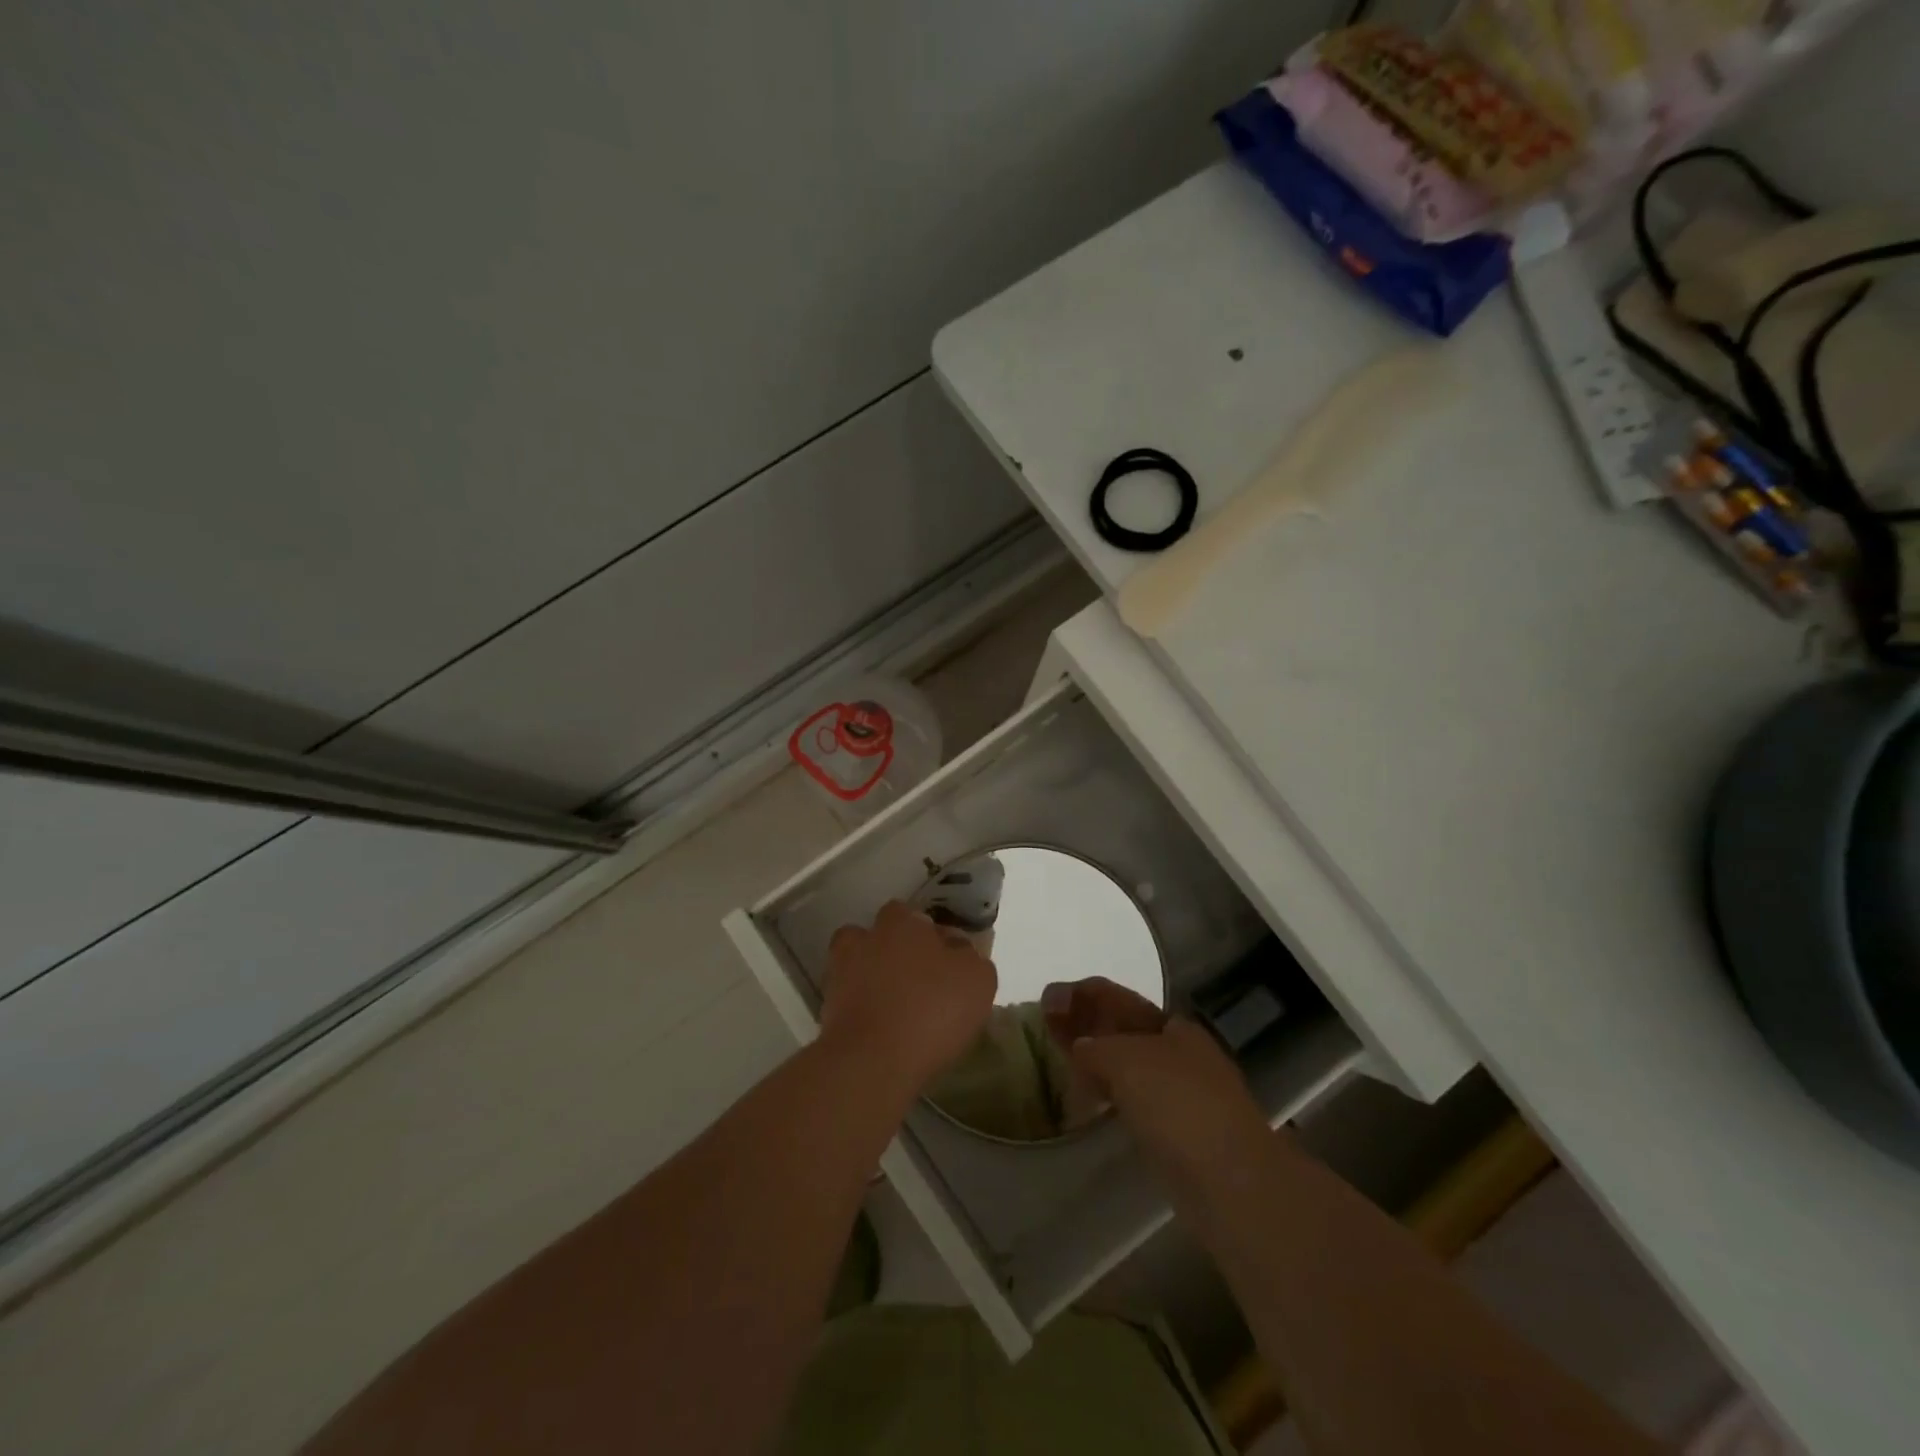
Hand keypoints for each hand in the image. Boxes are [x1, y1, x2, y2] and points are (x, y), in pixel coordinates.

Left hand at [820, 901, 996, 1100]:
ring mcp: (840, 972)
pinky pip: (848, 999)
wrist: (872, 1061)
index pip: (916, 916)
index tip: (946, 962)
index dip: (931, 937)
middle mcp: (866, 938)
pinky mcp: (827, 1007)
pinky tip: (881, 1028)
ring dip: (872, 975)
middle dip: (897, 951)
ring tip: (895, 1003)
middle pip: (882, 936)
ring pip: (858, 963)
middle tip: (920, 981)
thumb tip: (958, 951)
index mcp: (901, 922)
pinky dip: (861, 1007)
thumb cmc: (932, 1010)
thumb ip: (970, 957)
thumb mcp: (978, 980)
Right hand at [1041, 978, 1270, 1197]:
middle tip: (1047, 1027)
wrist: (1231, 1182)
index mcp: (1174, 1026)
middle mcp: (1180, 1054)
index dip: (1083, 995)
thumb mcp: (1125, 1059)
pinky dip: (1107, 1096)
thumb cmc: (1178, 1104)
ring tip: (1061, 1064)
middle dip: (1086, 1027)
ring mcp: (1181, 1097)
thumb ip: (1095, 1047)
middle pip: (1123, 1032)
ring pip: (1127, 1068)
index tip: (1047, 998)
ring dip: (1095, 1062)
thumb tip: (1082, 1048)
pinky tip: (1088, 1104)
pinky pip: (1132, 1102)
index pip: (1120, 1000)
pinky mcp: (1177, 1137)